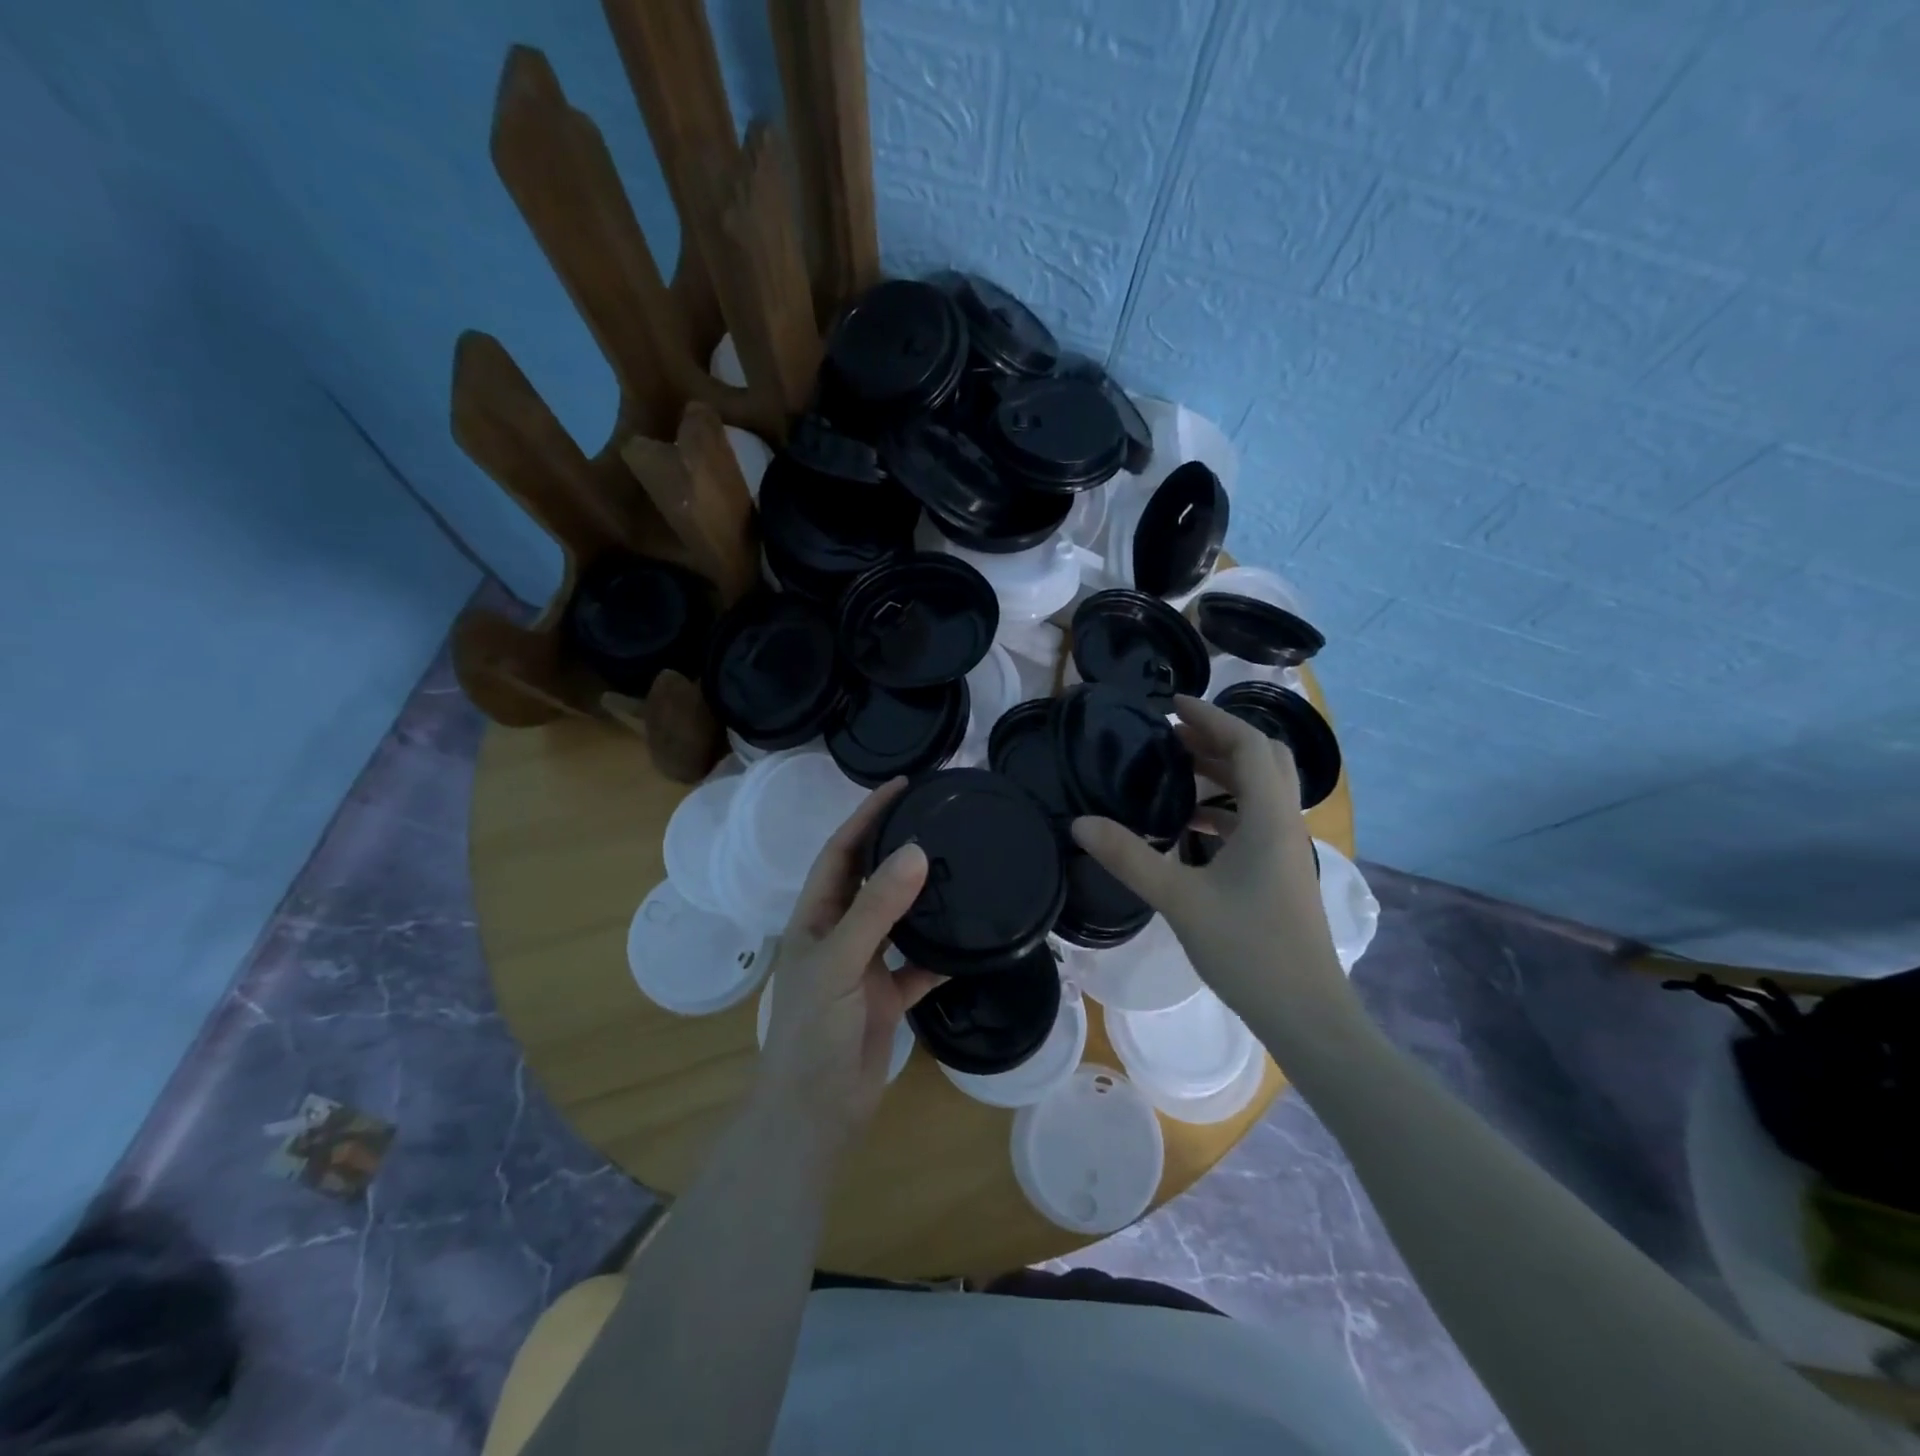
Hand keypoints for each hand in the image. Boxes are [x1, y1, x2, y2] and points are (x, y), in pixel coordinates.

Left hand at [755, 778, 941, 1147]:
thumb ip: (876, 909)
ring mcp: (864, 966)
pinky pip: (920, 964)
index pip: (842, 851)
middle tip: (938, 818)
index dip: (867, 816)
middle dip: (897, 846)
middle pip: (870, 878)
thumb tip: (915, 852)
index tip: (902, 786)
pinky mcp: (887, 996)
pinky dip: (942, 954)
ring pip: (898, 919)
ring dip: (923, 896)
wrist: (815, 1113)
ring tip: (961, 866)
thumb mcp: (839, 962)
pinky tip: (971, 940)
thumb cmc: (812, 1031)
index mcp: (815, 917)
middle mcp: (839, 934)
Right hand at [1070, 695, 1353, 1028]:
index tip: (1172, 706)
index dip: (1212, 718)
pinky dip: (1225, 808)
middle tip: (1174, 736)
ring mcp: (1287, 850)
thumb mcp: (1180, 900)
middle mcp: (1285, 824)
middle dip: (1220, 738)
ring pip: (1261, 791)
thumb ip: (1129, 857)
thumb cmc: (1248, 950)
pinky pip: (1255, 820)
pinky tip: (1190, 825)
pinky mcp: (1280, 873)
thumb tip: (1079, 823)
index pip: (1249, 745)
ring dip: (1223, 772)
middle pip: (1264, 759)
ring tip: (1176, 771)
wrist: (1306, 1014)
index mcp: (1270, 819)